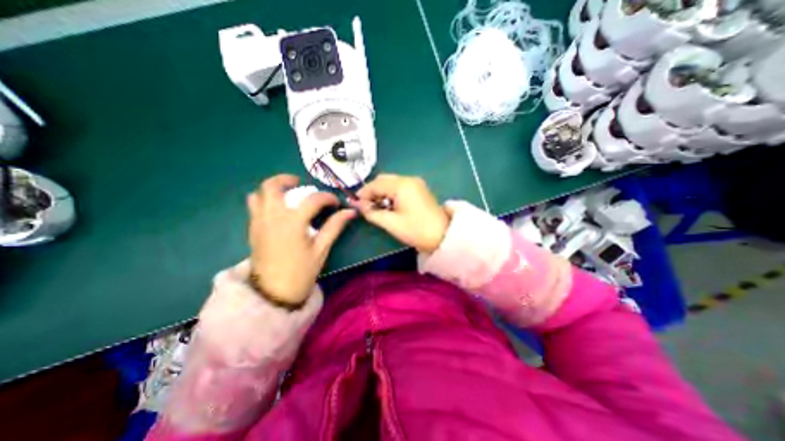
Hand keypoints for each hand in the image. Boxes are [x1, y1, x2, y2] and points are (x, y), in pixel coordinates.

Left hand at [246, 174, 354, 305]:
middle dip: (286, 179)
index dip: (327, 198)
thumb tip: (350, 212)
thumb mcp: (321, 249)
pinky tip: (278, 210)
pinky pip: (254, 206)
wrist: (274, 293)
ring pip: (258, 194)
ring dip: (272, 188)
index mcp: (293, 222)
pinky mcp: (253, 229)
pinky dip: (264, 200)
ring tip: (287, 194)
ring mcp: (259, 222)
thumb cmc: (301, 271)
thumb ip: (334, 226)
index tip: (335, 203)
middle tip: (300, 183)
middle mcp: (272, 216)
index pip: (313, 200)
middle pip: (272, 186)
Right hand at [352, 173, 447, 252]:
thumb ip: (372, 212)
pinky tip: (387, 205)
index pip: (376, 184)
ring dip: (381, 192)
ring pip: (391, 183)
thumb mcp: (391, 223)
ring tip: (375, 207)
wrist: (442, 236)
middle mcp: (409, 179)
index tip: (355, 203)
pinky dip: (390, 194)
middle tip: (364, 206)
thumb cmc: (416, 230)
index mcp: (402, 185)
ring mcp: (415, 183)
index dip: (363, 193)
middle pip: (383, 180)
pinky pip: (399, 187)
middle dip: (372, 191)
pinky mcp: (419, 189)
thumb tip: (359, 206)